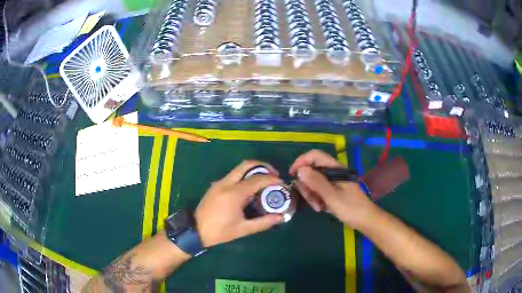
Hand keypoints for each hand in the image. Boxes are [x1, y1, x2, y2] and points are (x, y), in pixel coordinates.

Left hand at [195, 160, 283, 246]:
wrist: (195, 231)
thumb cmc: (220, 231)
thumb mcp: (243, 229)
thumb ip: (263, 222)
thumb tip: (280, 217)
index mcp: (235, 193)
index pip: (258, 179)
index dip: (272, 179)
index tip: (282, 182)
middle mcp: (226, 183)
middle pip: (246, 164)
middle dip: (262, 166)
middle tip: (273, 174)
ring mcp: (219, 183)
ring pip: (238, 169)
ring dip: (252, 171)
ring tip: (263, 181)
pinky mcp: (215, 186)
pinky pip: (232, 176)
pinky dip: (243, 176)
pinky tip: (248, 189)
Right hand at [290, 150, 375, 228]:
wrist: (365, 220)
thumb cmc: (351, 208)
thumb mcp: (332, 196)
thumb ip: (316, 182)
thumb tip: (300, 170)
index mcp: (335, 169)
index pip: (315, 155)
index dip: (301, 161)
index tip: (292, 175)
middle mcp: (333, 172)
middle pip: (312, 171)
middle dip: (307, 186)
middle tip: (311, 200)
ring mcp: (333, 182)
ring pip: (314, 182)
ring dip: (312, 195)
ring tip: (319, 207)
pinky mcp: (334, 190)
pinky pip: (319, 191)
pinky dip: (317, 199)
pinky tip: (322, 208)